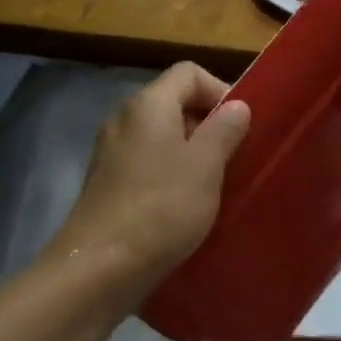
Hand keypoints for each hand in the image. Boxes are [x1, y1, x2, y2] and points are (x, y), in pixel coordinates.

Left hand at [44, 63, 250, 302]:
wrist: (99, 268)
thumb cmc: (161, 208)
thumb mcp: (206, 166)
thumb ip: (225, 129)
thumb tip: (237, 106)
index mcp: (148, 104)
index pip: (189, 72)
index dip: (220, 89)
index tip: (241, 125)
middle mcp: (124, 118)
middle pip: (174, 101)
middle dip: (208, 123)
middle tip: (233, 156)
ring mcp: (111, 151)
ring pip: (161, 134)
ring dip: (191, 151)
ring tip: (214, 182)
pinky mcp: (107, 182)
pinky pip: (147, 161)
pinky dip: (169, 172)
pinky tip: (184, 203)